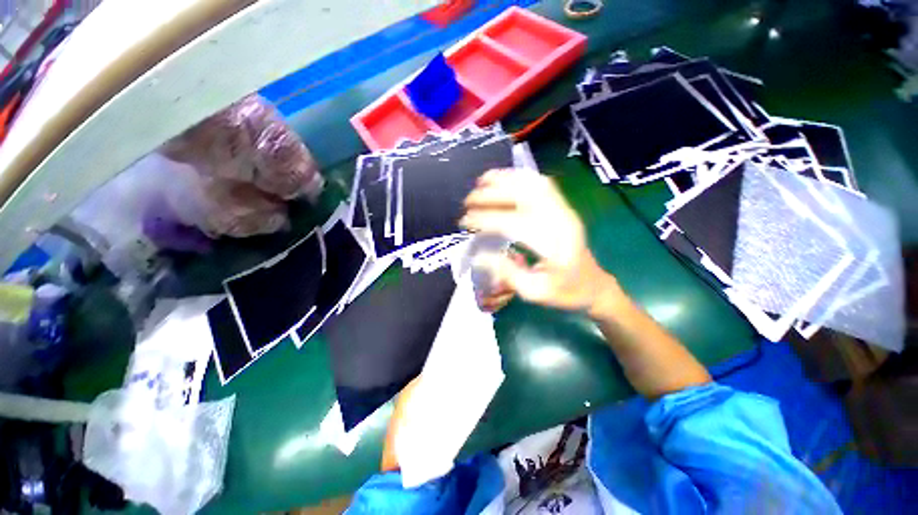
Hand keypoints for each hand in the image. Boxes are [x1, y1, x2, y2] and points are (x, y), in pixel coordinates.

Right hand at [461, 170, 612, 312]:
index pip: (514, 223)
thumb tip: (479, 255)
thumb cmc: (564, 292)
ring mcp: (564, 210)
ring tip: (480, 182)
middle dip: (490, 195)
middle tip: (468, 202)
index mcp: (553, 245)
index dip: (486, 219)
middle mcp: (560, 221)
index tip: (465, 222)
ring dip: (504, 179)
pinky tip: (503, 179)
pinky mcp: (563, 207)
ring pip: (532, 183)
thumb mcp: (534, 292)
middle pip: (523, 196)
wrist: (594, 285)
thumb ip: (507, 273)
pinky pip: (542, 184)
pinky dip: (519, 177)